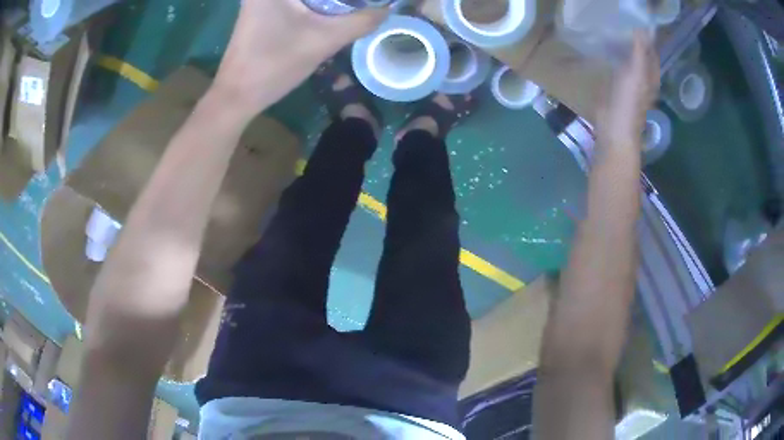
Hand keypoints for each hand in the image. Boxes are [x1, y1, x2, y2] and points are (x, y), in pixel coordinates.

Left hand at [213, 0, 387, 117]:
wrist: (236, 96)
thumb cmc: (273, 65)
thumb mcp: (323, 41)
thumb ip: (361, 22)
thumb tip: (386, 9)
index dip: (342, 0)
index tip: (360, 6)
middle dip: (338, 1)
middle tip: (360, 8)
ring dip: (329, 3)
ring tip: (352, 10)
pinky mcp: (262, 10)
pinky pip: (297, 2)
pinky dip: (316, 5)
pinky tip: (331, 13)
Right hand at [596, 32, 659, 151]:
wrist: (614, 128)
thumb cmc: (629, 102)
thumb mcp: (636, 73)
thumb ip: (639, 52)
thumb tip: (640, 29)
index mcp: (652, 77)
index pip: (652, 53)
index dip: (647, 38)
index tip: (636, 23)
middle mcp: (644, 80)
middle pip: (642, 57)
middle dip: (635, 42)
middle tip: (623, 25)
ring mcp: (631, 85)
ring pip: (630, 62)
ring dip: (624, 49)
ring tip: (614, 33)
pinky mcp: (618, 89)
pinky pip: (619, 68)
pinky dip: (615, 58)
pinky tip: (607, 51)